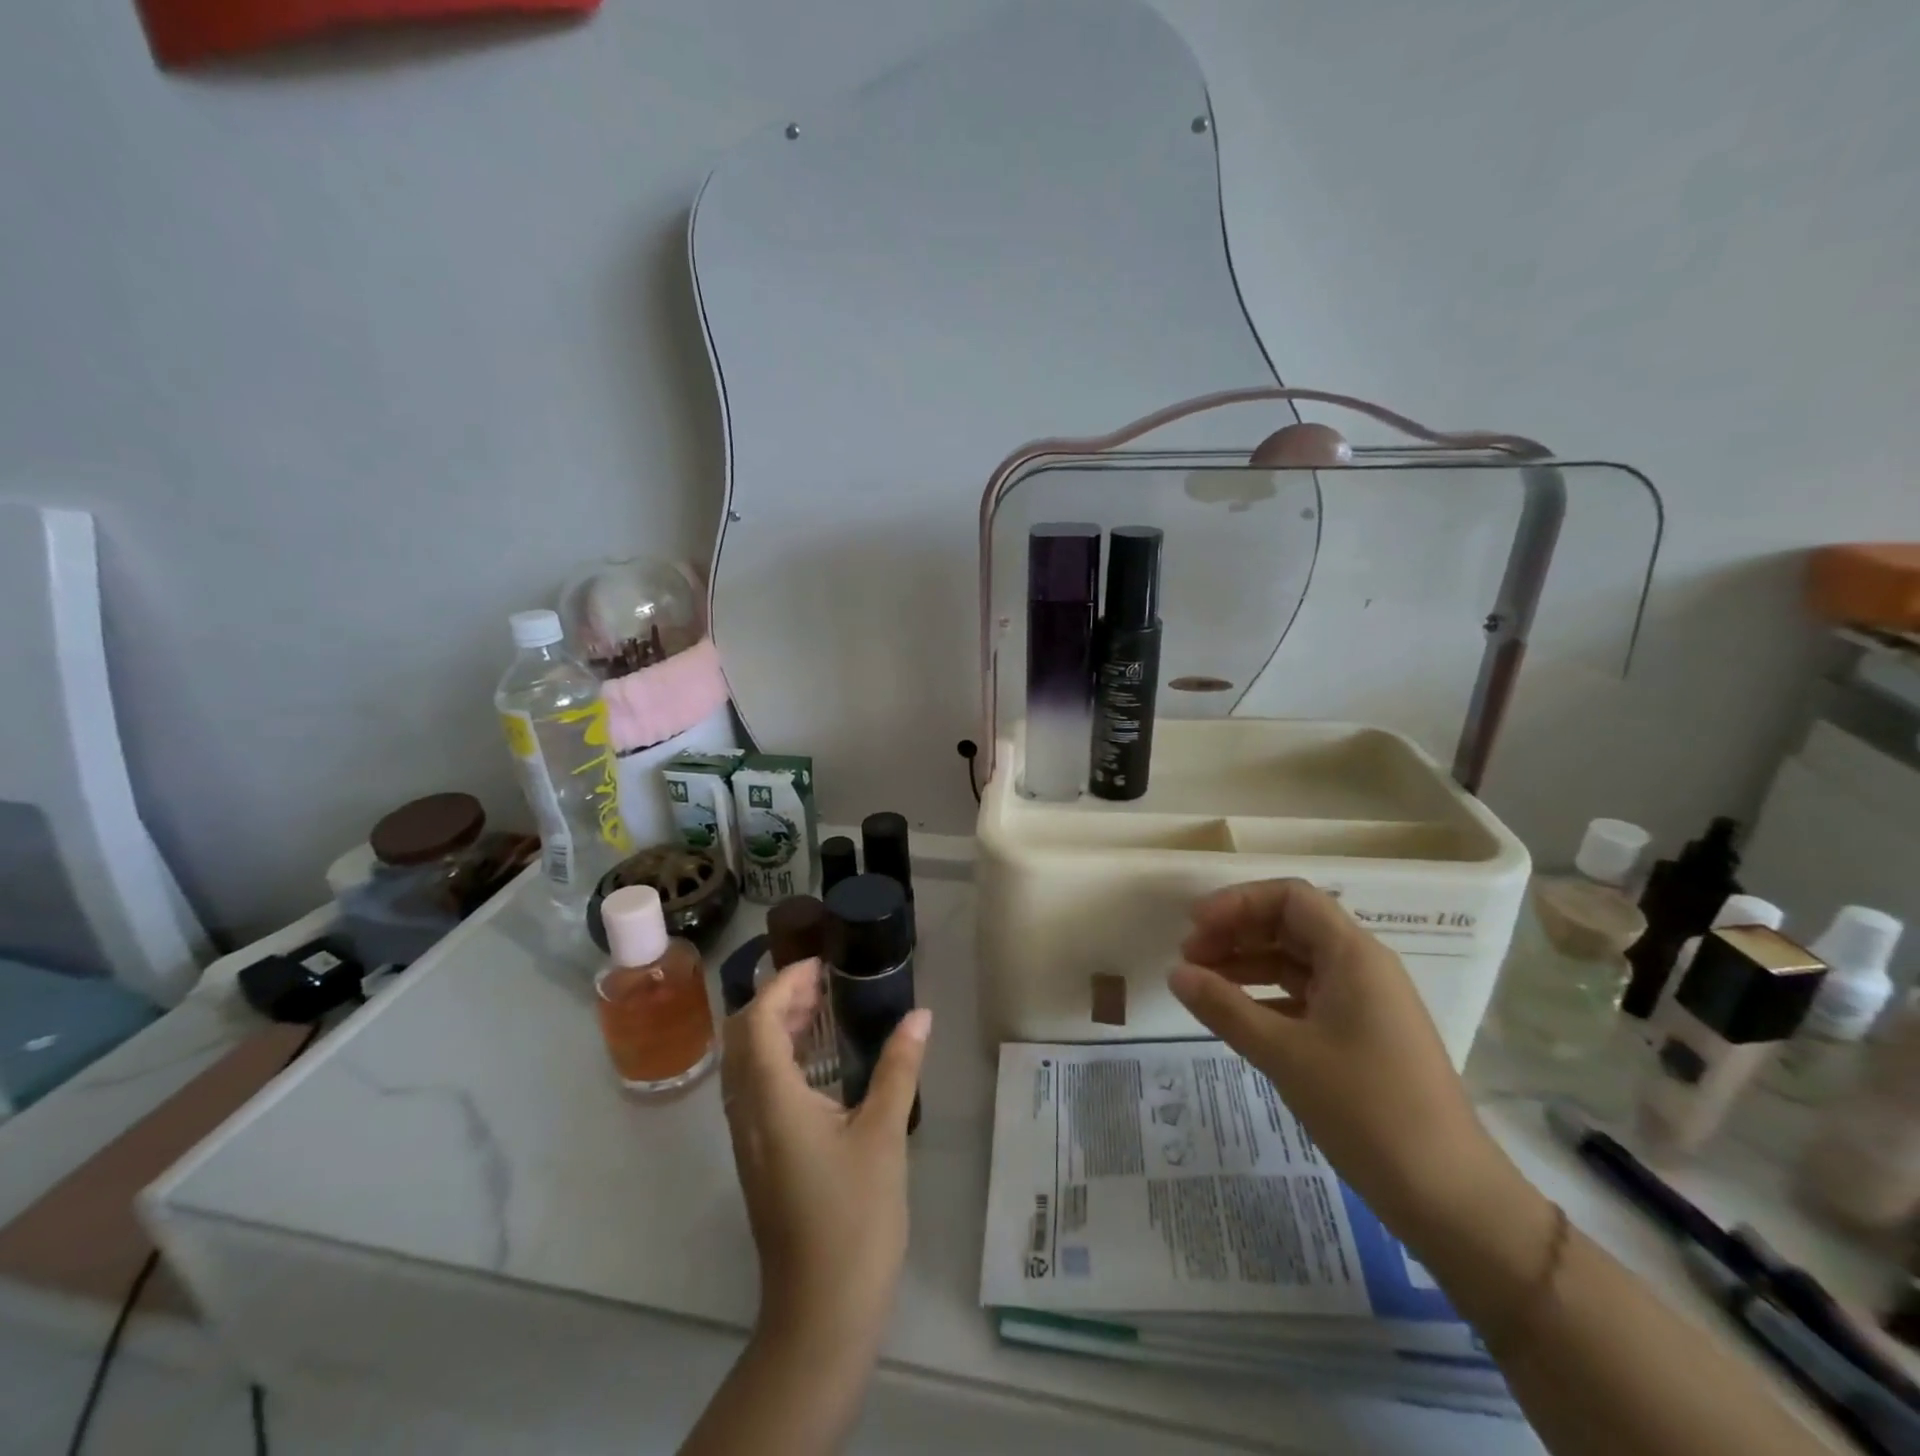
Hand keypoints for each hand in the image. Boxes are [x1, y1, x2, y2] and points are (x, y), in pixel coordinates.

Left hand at [720, 959, 930, 1356]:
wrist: (821, 1313)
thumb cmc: (854, 1219)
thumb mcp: (883, 1135)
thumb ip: (898, 1068)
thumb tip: (920, 1014)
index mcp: (771, 1101)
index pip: (756, 1021)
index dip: (783, 985)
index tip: (820, 966)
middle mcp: (748, 1114)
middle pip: (742, 1038)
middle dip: (776, 1001)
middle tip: (823, 985)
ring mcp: (748, 1140)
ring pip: (746, 1065)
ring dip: (774, 1029)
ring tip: (821, 1013)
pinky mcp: (758, 1160)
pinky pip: (755, 1090)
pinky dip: (777, 1059)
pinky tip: (818, 1067)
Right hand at [1168, 879, 1507, 1235]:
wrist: (1449, 1197)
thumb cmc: (1366, 1110)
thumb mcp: (1284, 1054)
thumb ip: (1224, 1007)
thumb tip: (1175, 973)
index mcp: (1353, 955)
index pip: (1290, 898)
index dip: (1238, 902)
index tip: (1195, 926)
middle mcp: (1362, 967)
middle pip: (1291, 925)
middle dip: (1237, 933)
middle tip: (1190, 958)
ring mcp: (1366, 1002)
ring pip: (1297, 961)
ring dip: (1248, 964)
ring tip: (1202, 984)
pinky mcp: (1363, 1035)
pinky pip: (1307, 996)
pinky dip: (1268, 996)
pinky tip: (1237, 1016)